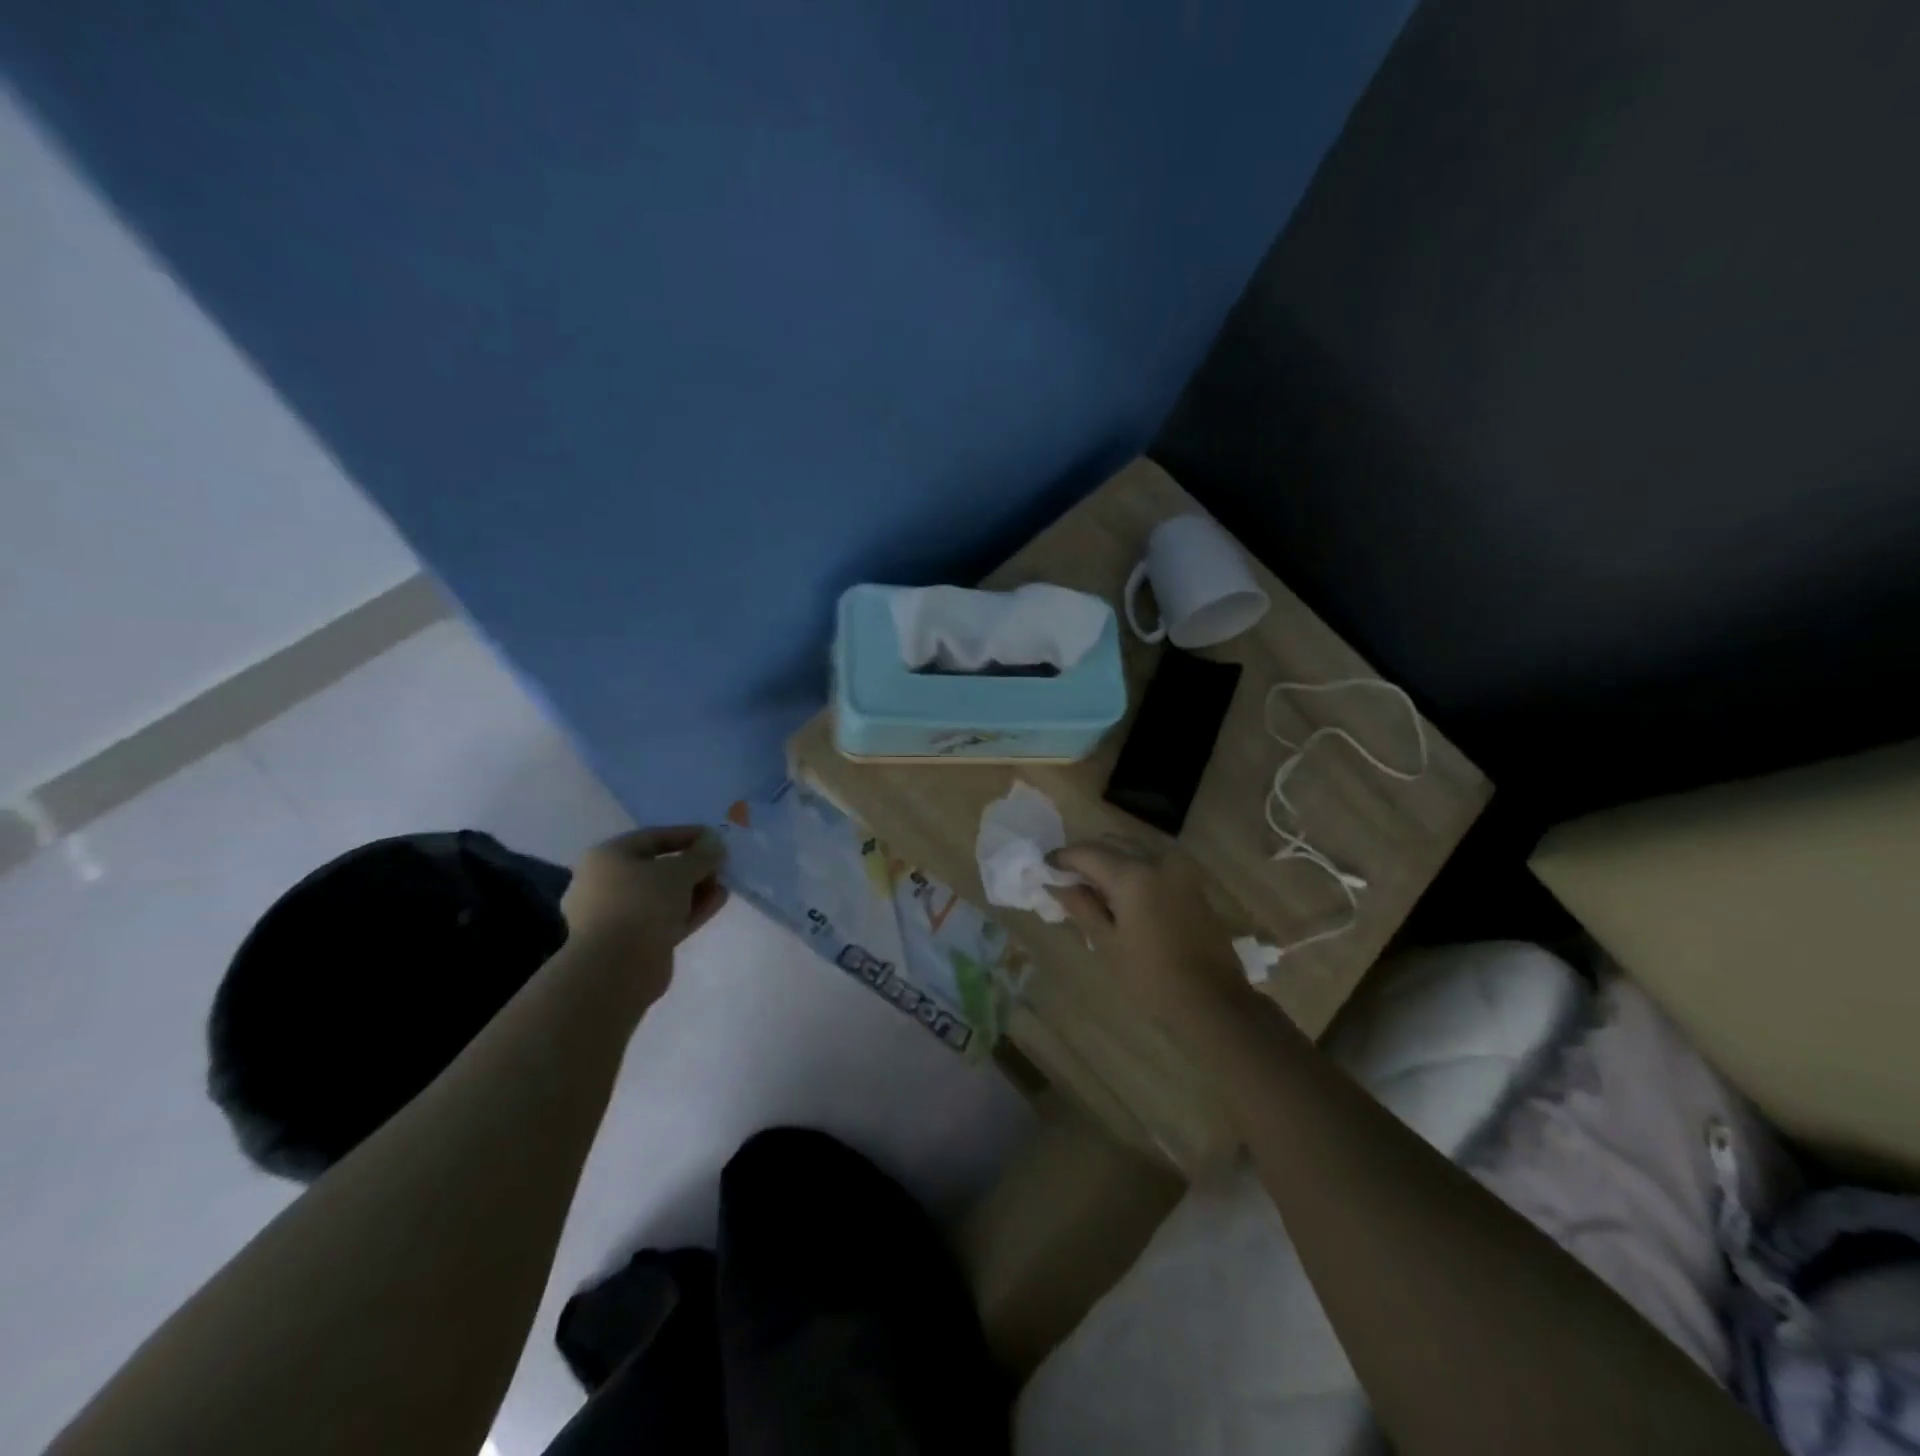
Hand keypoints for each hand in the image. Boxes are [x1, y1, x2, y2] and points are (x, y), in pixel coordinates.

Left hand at [562, 827, 727, 961]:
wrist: (615, 969)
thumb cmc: (641, 904)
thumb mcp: (679, 871)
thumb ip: (701, 854)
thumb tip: (715, 843)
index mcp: (607, 858)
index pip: (652, 837)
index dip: (686, 835)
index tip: (715, 838)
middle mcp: (606, 884)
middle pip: (657, 868)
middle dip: (692, 866)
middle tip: (721, 865)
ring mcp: (618, 915)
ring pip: (663, 896)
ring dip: (694, 889)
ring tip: (723, 885)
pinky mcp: (633, 941)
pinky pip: (666, 918)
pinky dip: (690, 909)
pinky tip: (717, 901)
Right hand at [1050, 843, 1252, 1041]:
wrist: (1212, 1000)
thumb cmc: (1152, 978)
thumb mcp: (1107, 944)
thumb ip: (1081, 907)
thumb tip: (1058, 885)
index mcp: (1132, 874)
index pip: (1086, 852)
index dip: (1061, 858)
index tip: (1044, 869)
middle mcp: (1156, 859)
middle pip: (1110, 843)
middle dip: (1086, 855)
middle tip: (1066, 878)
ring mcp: (1178, 867)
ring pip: (1133, 846)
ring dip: (1110, 857)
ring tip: (1092, 884)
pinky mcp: (1190, 879)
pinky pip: (1152, 858)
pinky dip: (1132, 865)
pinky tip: (1121, 890)